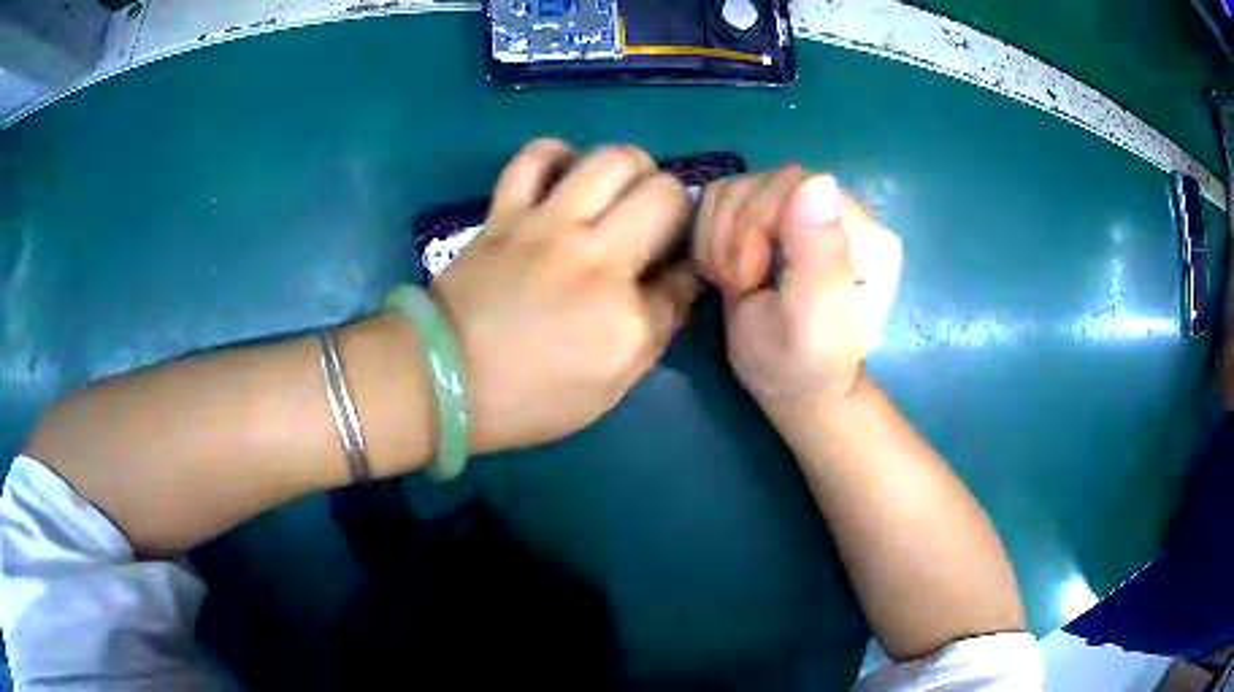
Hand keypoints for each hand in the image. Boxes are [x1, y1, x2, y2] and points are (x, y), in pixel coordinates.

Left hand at [433, 139, 699, 451]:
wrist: (440, 379)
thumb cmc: (525, 400)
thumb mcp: (606, 391)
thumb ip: (650, 335)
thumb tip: (672, 285)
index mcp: (628, 320)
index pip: (684, 274)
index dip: (686, 269)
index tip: (673, 270)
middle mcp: (599, 261)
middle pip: (665, 195)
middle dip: (674, 202)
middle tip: (655, 220)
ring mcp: (548, 227)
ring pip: (613, 159)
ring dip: (632, 167)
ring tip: (620, 188)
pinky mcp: (506, 213)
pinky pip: (535, 157)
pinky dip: (557, 156)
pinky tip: (564, 174)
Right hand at [693, 167, 901, 413]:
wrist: (793, 388)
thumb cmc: (802, 366)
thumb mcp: (813, 322)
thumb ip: (821, 255)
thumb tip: (819, 180)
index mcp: (865, 234)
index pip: (795, 185)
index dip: (754, 227)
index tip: (749, 281)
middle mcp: (839, 211)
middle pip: (761, 183)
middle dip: (734, 238)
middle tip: (740, 286)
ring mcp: (803, 209)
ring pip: (735, 188)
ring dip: (719, 240)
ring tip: (736, 282)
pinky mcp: (773, 216)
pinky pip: (722, 199)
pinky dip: (711, 236)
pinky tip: (727, 270)